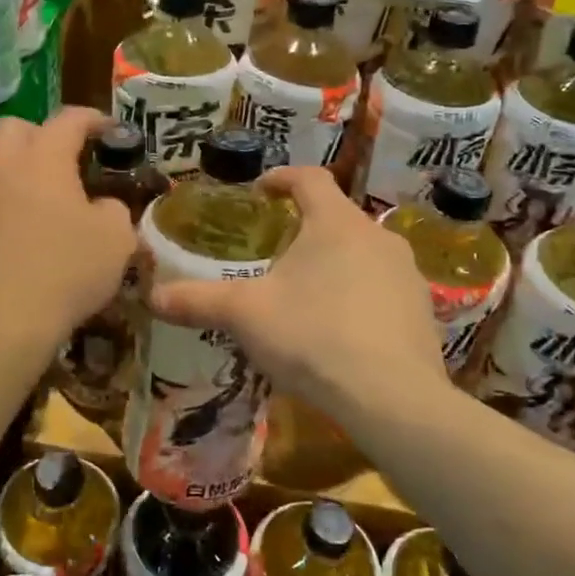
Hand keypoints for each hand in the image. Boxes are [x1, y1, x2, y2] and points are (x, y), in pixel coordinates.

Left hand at [0, 108, 136, 356]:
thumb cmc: (66, 272)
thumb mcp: (116, 240)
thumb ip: (114, 209)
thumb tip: (101, 206)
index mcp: (42, 161)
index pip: (68, 119)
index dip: (93, 119)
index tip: (111, 132)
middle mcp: (0, 171)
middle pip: (14, 129)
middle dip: (42, 136)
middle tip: (66, 164)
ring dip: (20, 180)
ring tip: (45, 214)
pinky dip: (2, 217)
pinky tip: (19, 249)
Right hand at [148, 166, 447, 420]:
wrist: (392, 398)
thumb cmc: (312, 337)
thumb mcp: (245, 315)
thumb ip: (197, 300)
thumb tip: (152, 295)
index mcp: (335, 222)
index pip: (309, 178)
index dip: (281, 178)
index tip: (261, 190)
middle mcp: (377, 237)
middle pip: (336, 217)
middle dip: (305, 229)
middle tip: (276, 253)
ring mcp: (407, 274)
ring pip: (362, 255)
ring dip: (334, 263)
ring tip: (306, 294)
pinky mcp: (423, 310)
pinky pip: (383, 290)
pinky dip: (359, 297)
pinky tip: (341, 330)